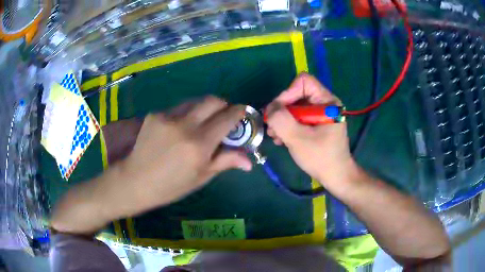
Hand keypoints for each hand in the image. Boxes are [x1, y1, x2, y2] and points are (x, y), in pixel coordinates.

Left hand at [51, 97, 251, 233]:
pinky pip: (178, 108)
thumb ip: (225, 162)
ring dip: (204, 108)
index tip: (241, 115)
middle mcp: (185, 125)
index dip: (239, 113)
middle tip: (223, 118)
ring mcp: (168, 116)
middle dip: (223, 105)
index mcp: (199, 144)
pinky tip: (179, 130)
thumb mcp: (200, 177)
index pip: (228, 117)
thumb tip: (250, 162)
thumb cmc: (170, 186)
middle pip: (213, 100)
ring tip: (201, 124)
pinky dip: (186, 115)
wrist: (135, 181)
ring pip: (195, 101)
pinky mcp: (155, 114)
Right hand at [265, 73, 356, 188]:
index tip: (278, 112)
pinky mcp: (317, 124)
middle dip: (282, 111)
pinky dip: (288, 126)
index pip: (303, 82)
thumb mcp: (298, 138)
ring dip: (282, 120)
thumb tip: (269, 107)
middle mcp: (325, 104)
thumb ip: (281, 119)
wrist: (335, 177)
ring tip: (274, 136)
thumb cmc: (320, 158)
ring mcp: (321, 114)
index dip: (287, 93)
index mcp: (327, 102)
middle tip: (271, 128)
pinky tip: (281, 139)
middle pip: (297, 94)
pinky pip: (299, 118)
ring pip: (295, 107)